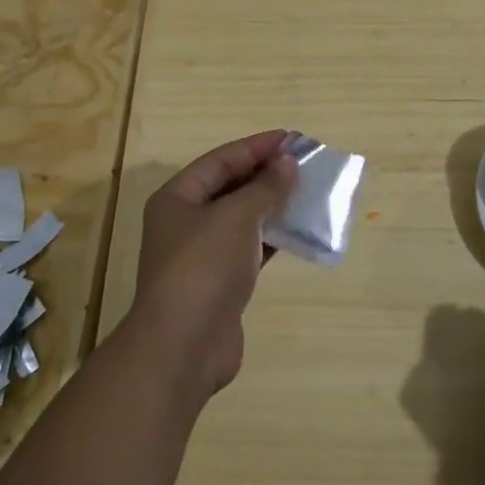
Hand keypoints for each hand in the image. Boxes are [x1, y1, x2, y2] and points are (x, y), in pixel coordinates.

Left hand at [128, 130, 297, 401]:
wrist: (183, 346)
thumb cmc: (204, 267)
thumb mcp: (237, 217)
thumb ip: (265, 188)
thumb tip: (287, 162)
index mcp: (177, 197)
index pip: (220, 160)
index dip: (255, 147)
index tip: (291, 138)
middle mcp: (185, 222)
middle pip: (229, 187)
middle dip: (265, 174)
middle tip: (303, 163)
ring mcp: (202, 255)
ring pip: (241, 219)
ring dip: (271, 206)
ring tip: (306, 192)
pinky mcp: (219, 283)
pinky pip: (249, 249)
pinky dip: (271, 238)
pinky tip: (297, 231)